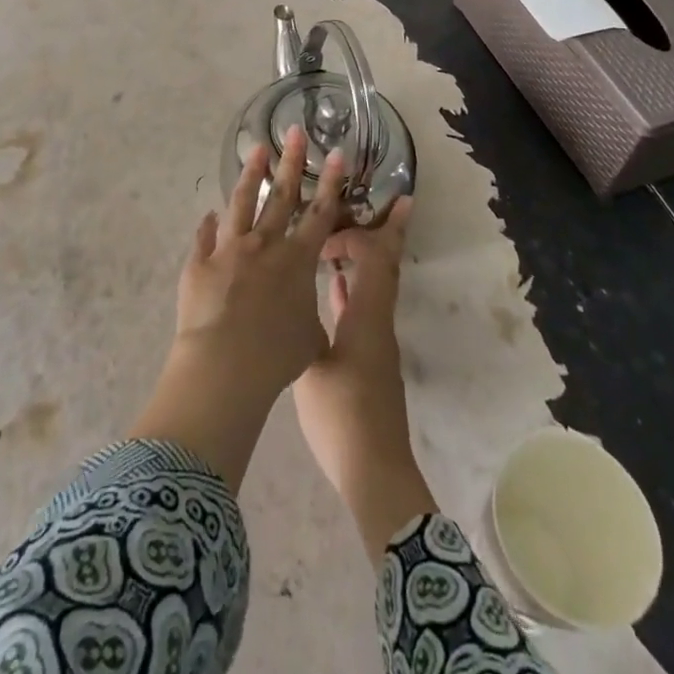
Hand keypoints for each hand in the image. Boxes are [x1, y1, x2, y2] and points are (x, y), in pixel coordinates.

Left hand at [127, 129, 345, 488]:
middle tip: (294, 131)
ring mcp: (229, 249)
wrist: (225, 364)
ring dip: (250, 175)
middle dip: (291, 161)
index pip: (320, 213)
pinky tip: (208, 214)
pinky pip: (204, 237)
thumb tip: (305, 314)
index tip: (336, 152)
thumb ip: (309, 318)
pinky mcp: (200, 263)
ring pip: (242, 203)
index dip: (331, 182)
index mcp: (297, 260)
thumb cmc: (276, 356)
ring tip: (256, 150)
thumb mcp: (309, 340)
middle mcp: (265, 245)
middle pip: (281, 195)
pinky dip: (207, 225)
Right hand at [292, 196, 437, 554]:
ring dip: (367, 258)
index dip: (358, 234)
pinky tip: (333, 286)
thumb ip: (301, 327)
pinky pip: (365, 308)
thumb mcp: (311, 368)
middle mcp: (378, 321)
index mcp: (367, 317)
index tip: (330, 226)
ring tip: (344, 235)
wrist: (374, 470)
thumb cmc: (341, 417)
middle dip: (387, 231)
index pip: (374, 258)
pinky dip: (353, 289)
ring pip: (376, 286)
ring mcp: (376, 340)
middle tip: (387, 202)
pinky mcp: (369, 358)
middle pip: (387, 266)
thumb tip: (286, 295)